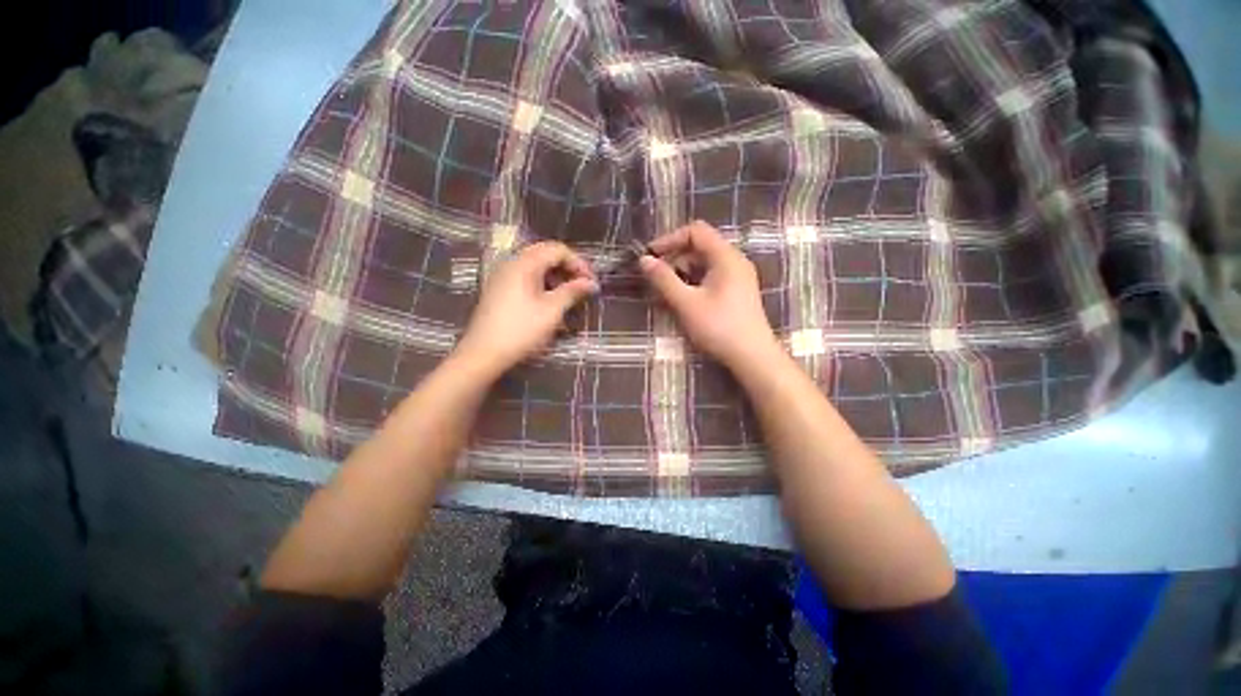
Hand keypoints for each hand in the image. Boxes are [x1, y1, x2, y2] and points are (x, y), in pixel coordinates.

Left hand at [454, 241, 597, 377]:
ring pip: (536, 267)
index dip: (578, 263)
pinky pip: (526, 278)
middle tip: (582, 287)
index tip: (591, 282)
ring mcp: (503, 276)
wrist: (483, 353)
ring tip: (569, 297)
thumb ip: (573, 292)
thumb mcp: (552, 311)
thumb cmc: (521, 330)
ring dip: (556, 277)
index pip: (557, 250)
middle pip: (546, 255)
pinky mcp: (499, 290)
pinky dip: (543, 285)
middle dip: (568, 269)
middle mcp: (512, 263)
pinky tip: (550, 303)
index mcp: (524, 264)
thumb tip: (592, 283)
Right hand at [639, 221, 780, 370]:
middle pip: (699, 246)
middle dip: (674, 257)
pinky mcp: (736, 292)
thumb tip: (643, 260)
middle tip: (655, 276)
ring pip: (704, 263)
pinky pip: (710, 277)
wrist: (752, 357)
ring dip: (682, 272)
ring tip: (664, 290)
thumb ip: (663, 279)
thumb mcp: (686, 303)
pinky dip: (693, 282)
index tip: (651, 256)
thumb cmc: (719, 327)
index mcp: (725, 257)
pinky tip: (682, 299)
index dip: (670, 239)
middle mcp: (734, 261)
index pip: (695, 231)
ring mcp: (737, 277)